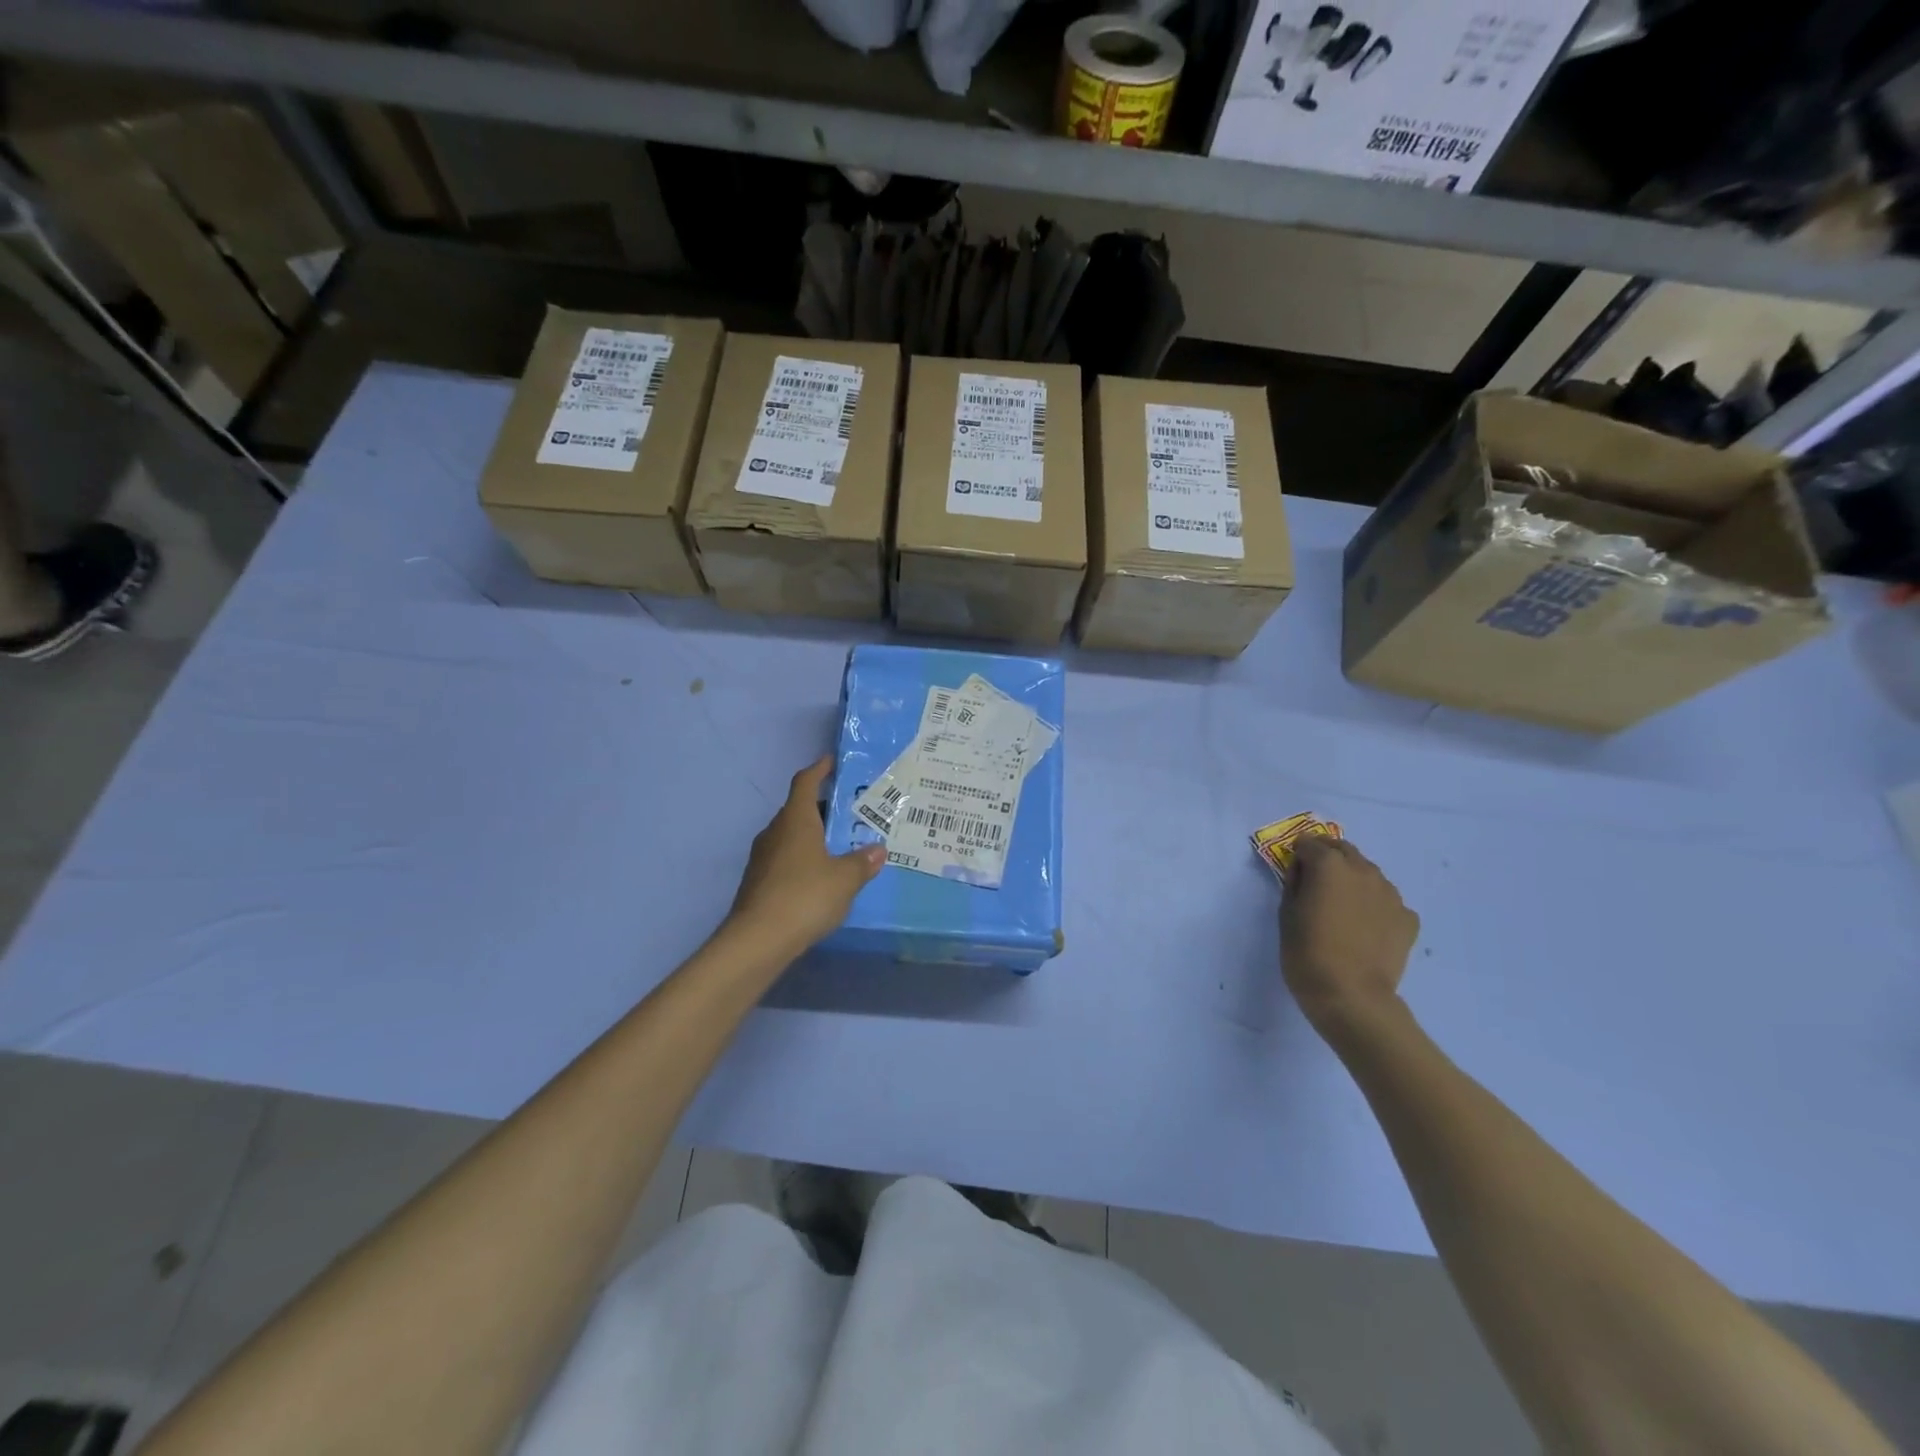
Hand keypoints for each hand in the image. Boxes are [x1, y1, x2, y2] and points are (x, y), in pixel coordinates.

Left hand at [727, 757, 884, 953]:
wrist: (757, 940)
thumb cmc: (805, 896)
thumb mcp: (845, 879)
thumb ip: (862, 862)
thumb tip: (877, 850)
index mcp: (796, 820)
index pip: (805, 783)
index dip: (819, 769)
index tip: (832, 762)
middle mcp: (775, 832)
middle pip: (799, 810)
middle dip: (823, 809)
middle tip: (850, 814)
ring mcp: (763, 858)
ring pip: (791, 837)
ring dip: (813, 837)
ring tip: (840, 847)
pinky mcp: (758, 882)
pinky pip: (786, 860)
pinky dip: (804, 860)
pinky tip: (821, 878)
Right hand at [1280, 837, 1419, 1035]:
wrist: (1351, 996)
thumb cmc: (1307, 953)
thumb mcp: (1286, 914)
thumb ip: (1295, 883)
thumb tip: (1303, 871)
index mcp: (1329, 866)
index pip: (1310, 844)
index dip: (1299, 853)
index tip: (1293, 868)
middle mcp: (1363, 871)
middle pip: (1344, 850)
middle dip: (1327, 856)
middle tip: (1315, 878)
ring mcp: (1390, 894)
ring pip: (1368, 872)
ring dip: (1352, 877)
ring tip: (1342, 904)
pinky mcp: (1407, 918)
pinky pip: (1386, 900)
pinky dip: (1374, 903)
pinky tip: (1365, 925)